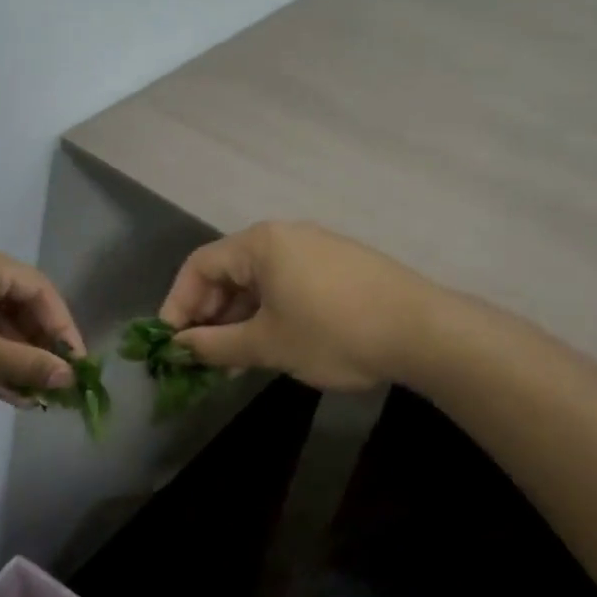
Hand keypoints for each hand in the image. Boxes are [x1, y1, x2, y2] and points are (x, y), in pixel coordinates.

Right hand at [158, 222, 438, 391]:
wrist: (424, 331)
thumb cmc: (334, 333)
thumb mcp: (268, 344)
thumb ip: (217, 345)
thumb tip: (182, 347)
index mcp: (261, 243)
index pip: (199, 266)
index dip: (178, 304)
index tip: (172, 344)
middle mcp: (285, 236)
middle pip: (229, 271)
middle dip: (210, 315)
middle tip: (204, 357)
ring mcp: (316, 248)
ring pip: (259, 281)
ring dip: (240, 319)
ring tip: (235, 361)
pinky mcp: (339, 266)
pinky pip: (288, 284)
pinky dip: (270, 313)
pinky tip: (273, 344)